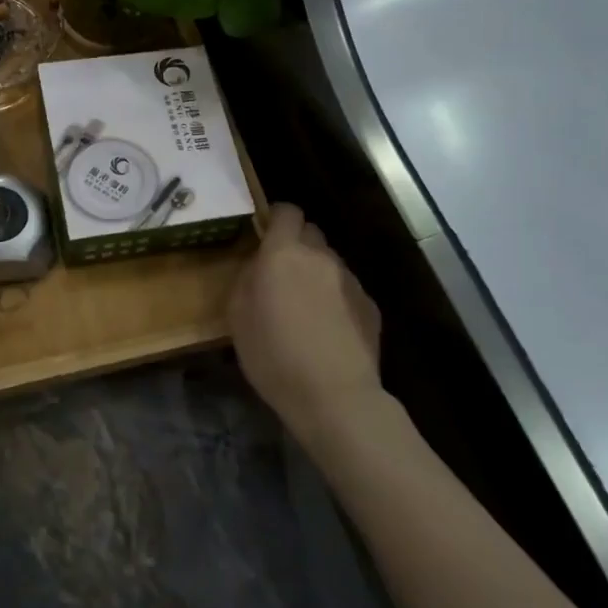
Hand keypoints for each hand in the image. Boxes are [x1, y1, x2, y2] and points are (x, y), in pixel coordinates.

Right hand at [230, 204, 383, 433]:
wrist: (334, 396)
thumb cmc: (273, 356)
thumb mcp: (238, 317)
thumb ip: (247, 278)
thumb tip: (258, 265)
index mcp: (283, 254)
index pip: (287, 211)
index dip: (276, 217)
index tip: (266, 233)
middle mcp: (320, 257)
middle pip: (310, 232)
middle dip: (296, 244)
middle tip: (281, 273)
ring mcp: (349, 279)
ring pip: (329, 262)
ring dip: (315, 272)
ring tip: (305, 307)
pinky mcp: (370, 304)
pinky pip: (346, 289)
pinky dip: (335, 298)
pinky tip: (327, 328)